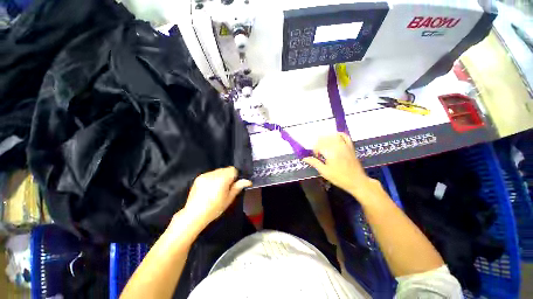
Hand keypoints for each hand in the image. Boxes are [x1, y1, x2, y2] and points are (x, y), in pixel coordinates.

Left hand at [183, 167, 251, 226]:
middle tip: (225, 188)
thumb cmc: (214, 208)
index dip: (235, 176)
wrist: (194, 215)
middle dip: (228, 176)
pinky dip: (213, 178)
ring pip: (218, 171)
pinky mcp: (199, 177)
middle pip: (225, 169)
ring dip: (220, 176)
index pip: (233, 169)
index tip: (233, 185)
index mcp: (222, 179)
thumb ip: (238, 187)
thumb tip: (248, 181)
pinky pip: (210, 174)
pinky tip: (210, 188)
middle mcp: (213, 174)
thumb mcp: (229, 199)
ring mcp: (205, 175)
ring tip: (217, 188)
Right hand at [303, 133, 377, 196]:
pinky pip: (345, 136)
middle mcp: (338, 147)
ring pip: (333, 136)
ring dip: (327, 138)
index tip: (316, 156)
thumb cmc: (339, 178)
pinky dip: (338, 134)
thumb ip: (315, 163)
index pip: (319, 145)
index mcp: (330, 153)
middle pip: (325, 138)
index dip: (315, 150)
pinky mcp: (350, 147)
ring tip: (324, 145)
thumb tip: (305, 158)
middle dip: (319, 143)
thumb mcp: (325, 172)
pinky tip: (334, 137)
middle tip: (319, 151)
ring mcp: (345, 146)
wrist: (357, 181)